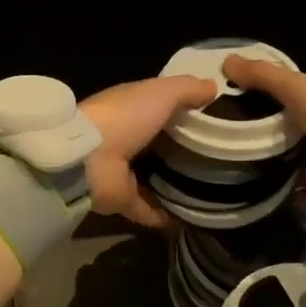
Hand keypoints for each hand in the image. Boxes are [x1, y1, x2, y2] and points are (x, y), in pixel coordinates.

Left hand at [79, 75, 220, 227]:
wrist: (88, 159)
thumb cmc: (125, 117)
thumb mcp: (161, 93)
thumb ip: (186, 88)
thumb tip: (213, 86)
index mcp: (129, 108)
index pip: (157, 106)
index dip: (181, 108)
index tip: (211, 116)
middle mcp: (123, 138)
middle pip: (156, 142)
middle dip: (179, 148)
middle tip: (216, 156)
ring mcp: (121, 171)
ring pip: (151, 176)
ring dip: (172, 183)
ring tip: (207, 189)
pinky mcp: (121, 200)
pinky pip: (146, 209)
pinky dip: (163, 215)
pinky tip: (188, 220)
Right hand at [221, 57, 305, 213]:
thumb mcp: (296, 89)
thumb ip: (264, 77)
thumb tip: (227, 60)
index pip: (295, 100)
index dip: (268, 103)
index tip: (237, 111)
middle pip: (301, 136)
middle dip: (275, 142)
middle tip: (237, 151)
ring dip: (287, 172)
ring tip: (250, 179)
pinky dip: (301, 197)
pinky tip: (276, 200)